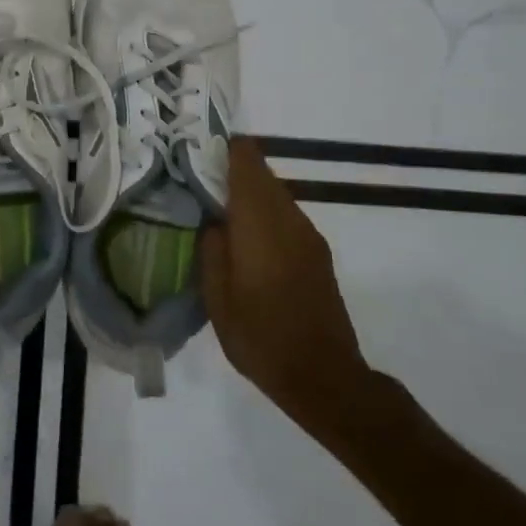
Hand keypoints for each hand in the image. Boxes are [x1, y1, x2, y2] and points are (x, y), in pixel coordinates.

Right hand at [199, 138, 372, 422]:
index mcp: (260, 224)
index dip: (226, 149)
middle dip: (233, 171)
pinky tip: (247, 239)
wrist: (324, 377)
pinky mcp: (318, 254)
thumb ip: (212, 250)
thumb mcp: (218, 299)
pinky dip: (265, 214)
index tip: (200, 149)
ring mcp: (309, 236)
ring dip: (250, 194)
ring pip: (276, 195)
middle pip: (262, 175)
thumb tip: (213, 221)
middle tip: (201, 180)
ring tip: (220, 210)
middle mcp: (289, 220)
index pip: (248, 163)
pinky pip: (287, 216)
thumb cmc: (262, 338)